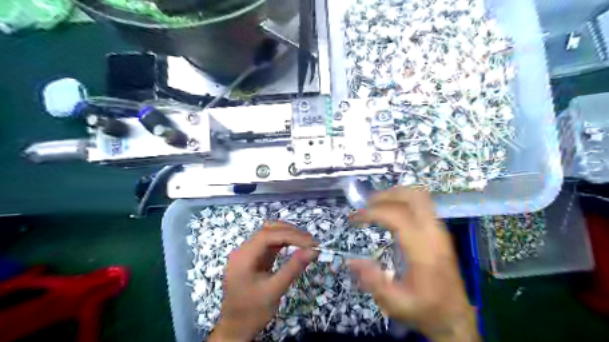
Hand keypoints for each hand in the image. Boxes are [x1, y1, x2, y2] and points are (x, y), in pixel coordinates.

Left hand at [209, 220, 316, 339]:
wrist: (235, 328)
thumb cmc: (252, 311)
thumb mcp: (274, 290)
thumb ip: (293, 267)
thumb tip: (313, 251)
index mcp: (243, 256)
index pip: (269, 235)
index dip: (292, 235)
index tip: (312, 243)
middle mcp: (243, 249)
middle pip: (269, 230)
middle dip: (291, 233)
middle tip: (312, 242)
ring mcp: (248, 252)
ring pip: (270, 233)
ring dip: (289, 235)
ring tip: (306, 243)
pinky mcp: (254, 257)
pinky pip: (270, 243)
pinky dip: (284, 242)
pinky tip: (296, 246)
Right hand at [347, 187, 479, 341]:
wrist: (455, 316)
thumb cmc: (425, 309)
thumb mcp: (395, 303)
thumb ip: (372, 281)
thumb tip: (351, 260)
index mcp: (423, 250)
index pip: (398, 216)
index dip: (373, 212)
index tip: (355, 217)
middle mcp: (434, 234)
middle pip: (413, 197)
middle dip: (386, 195)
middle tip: (366, 204)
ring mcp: (439, 230)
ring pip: (420, 197)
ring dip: (395, 195)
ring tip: (376, 205)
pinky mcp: (440, 231)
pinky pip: (422, 205)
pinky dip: (403, 201)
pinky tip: (390, 212)